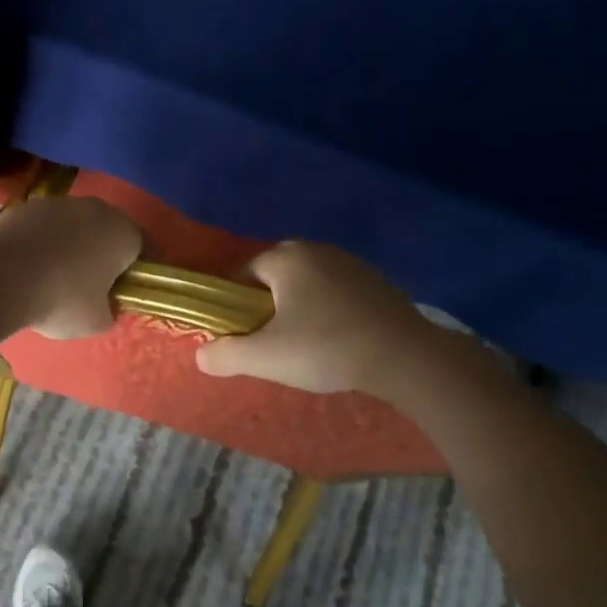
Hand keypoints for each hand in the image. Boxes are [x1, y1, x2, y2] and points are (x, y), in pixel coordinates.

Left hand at [0, 197, 141, 339]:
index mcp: (123, 233)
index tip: (130, 289)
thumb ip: (110, 310)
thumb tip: (106, 305)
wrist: (0, 277)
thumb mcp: (96, 322)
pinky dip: (43, 240)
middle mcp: (96, 209)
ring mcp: (59, 202)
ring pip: (75, 224)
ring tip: (57, 274)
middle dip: (105, 252)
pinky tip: (30, 264)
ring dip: (73, 243)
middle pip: (109, 230)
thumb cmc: (61, 300)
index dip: (139, 269)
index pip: (144, 247)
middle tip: (95, 283)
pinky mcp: (26, 205)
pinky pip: (45, 225)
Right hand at [196, 241, 513, 402]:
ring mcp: (350, 262)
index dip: (235, 307)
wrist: (407, 357)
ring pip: (306, 286)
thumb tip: (200, 355)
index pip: (242, 275)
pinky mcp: (376, 281)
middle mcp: (315, 249)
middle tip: (273, 345)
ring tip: (306, 347)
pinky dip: (328, 313)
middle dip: (268, 309)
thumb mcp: (266, 357)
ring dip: (299, 311)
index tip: (243, 338)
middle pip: (274, 279)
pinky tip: (337, 341)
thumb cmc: (326, 348)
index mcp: (285, 257)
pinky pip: (335, 293)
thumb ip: (225, 354)